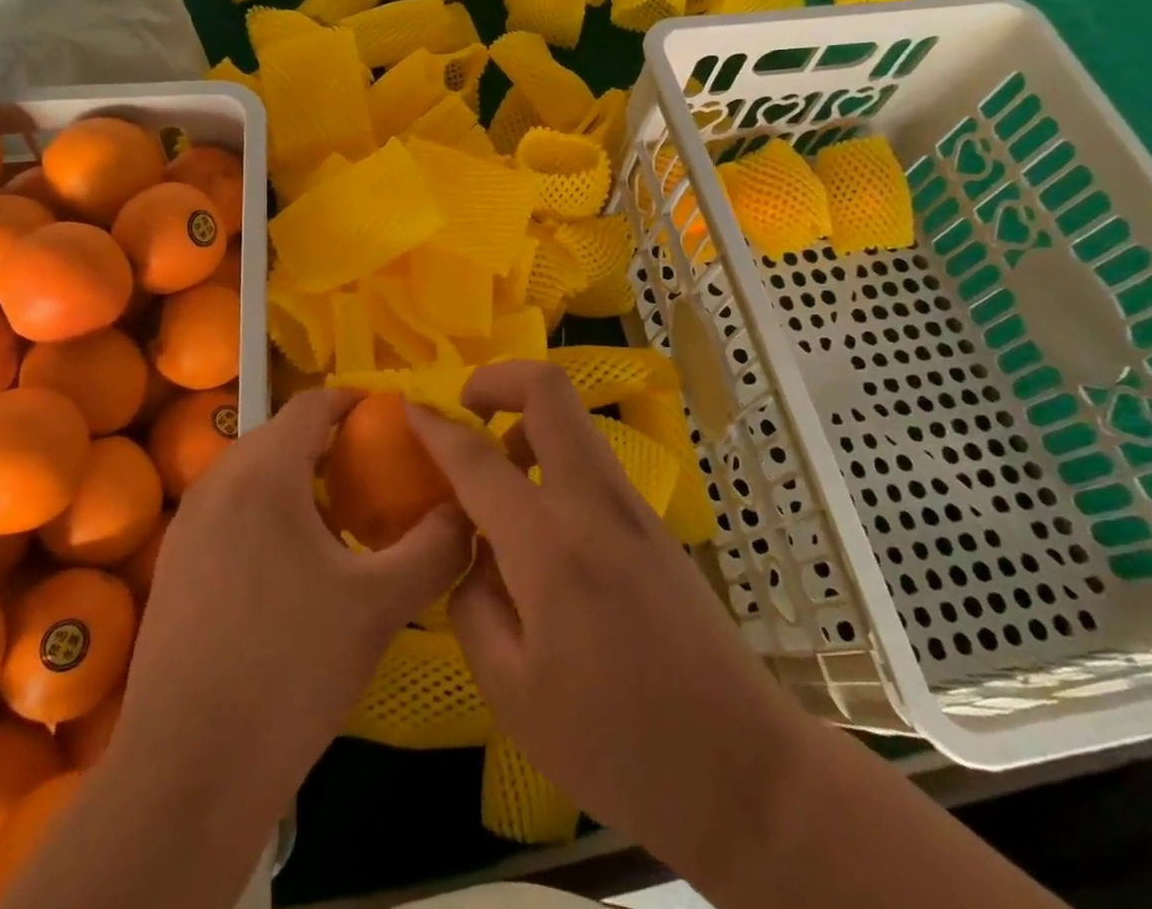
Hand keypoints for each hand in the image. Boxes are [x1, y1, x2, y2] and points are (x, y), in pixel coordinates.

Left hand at [125, 386, 473, 803]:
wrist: (187, 775)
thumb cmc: (290, 671)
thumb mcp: (380, 606)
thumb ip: (435, 547)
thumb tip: (466, 512)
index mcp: (263, 474)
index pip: (311, 403)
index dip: (355, 401)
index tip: (392, 421)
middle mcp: (216, 483)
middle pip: (280, 434)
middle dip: (328, 442)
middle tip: (374, 474)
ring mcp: (186, 525)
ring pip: (251, 473)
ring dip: (295, 478)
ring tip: (337, 519)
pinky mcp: (173, 565)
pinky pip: (228, 509)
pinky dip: (265, 511)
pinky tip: (290, 566)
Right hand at [411, 362, 1060, 908]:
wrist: (745, 772)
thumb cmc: (616, 745)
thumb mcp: (510, 690)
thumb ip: (472, 600)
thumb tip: (472, 550)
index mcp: (550, 545)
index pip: (478, 458)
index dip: (435, 426)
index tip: (407, 407)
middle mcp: (594, 504)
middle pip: (550, 390)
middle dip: (499, 379)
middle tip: (466, 410)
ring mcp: (631, 508)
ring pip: (573, 423)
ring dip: (526, 425)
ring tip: (496, 484)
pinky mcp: (652, 525)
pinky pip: (590, 463)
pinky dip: (552, 461)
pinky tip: (537, 528)